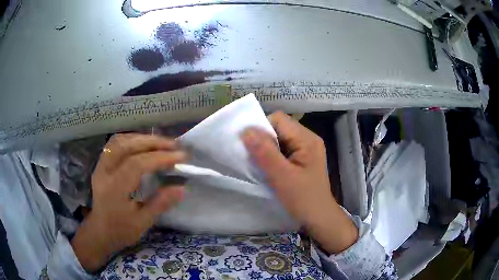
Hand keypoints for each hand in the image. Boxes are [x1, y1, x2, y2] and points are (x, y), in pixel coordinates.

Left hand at [71, 134, 187, 271]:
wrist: (99, 231)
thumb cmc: (121, 230)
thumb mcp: (142, 223)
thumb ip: (160, 203)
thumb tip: (181, 188)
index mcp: (114, 189)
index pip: (137, 164)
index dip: (160, 158)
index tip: (181, 156)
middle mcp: (105, 172)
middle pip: (127, 146)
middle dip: (153, 142)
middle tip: (174, 145)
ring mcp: (101, 165)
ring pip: (120, 141)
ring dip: (141, 138)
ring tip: (160, 143)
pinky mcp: (101, 164)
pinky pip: (115, 144)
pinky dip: (131, 140)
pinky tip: (142, 145)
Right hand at [241, 112, 357, 253]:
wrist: (319, 219)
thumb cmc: (303, 200)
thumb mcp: (282, 177)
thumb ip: (264, 152)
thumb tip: (245, 130)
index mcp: (307, 139)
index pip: (278, 120)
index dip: (261, 129)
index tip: (249, 147)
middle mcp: (307, 139)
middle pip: (278, 128)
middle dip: (262, 140)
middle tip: (252, 158)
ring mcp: (305, 150)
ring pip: (278, 140)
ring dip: (265, 149)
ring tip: (259, 164)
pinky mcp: (301, 160)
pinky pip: (281, 150)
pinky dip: (271, 157)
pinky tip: (267, 169)